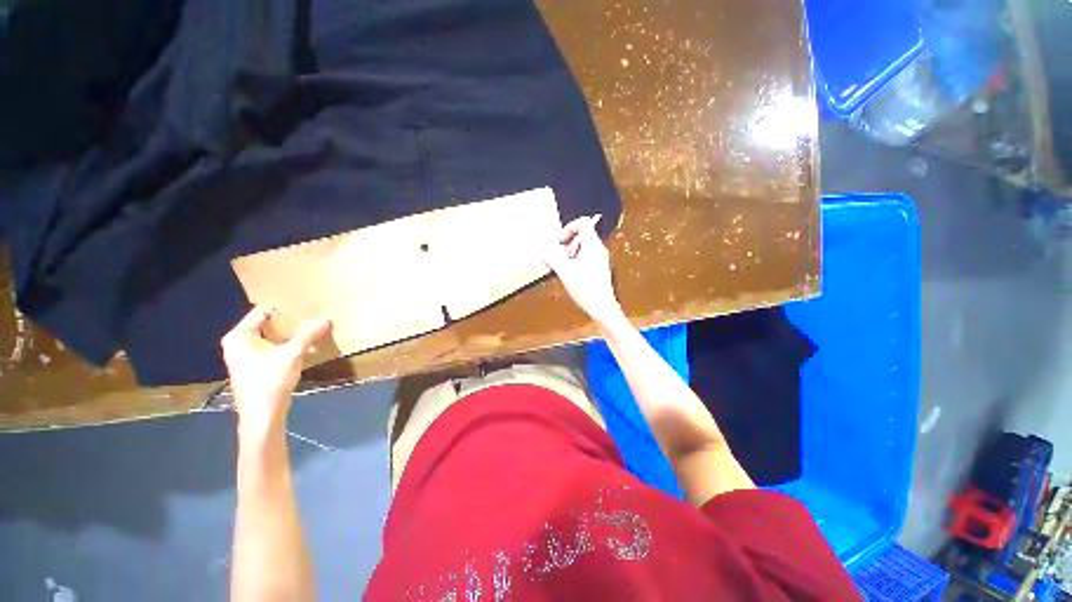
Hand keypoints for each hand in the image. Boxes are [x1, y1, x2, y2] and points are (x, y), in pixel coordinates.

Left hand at [221, 306, 331, 439]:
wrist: (262, 415)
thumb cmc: (270, 381)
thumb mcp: (292, 354)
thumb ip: (309, 335)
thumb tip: (326, 320)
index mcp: (239, 336)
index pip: (262, 312)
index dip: (284, 310)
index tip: (305, 309)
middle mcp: (237, 343)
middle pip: (265, 324)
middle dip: (288, 323)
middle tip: (310, 319)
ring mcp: (243, 356)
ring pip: (269, 337)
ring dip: (288, 335)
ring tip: (309, 332)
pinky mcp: (252, 367)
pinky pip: (269, 348)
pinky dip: (284, 346)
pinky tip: (301, 348)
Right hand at [542, 215, 623, 326]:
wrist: (602, 307)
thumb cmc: (587, 290)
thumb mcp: (564, 272)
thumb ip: (552, 259)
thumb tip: (542, 252)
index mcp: (592, 245)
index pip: (583, 223)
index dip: (569, 229)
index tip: (560, 242)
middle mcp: (599, 249)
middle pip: (582, 235)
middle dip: (568, 244)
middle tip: (562, 257)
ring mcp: (601, 259)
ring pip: (584, 246)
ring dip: (572, 254)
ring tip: (567, 268)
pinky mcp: (600, 268)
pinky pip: (587, 256)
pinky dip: (577, 261)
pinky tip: (573, 275)